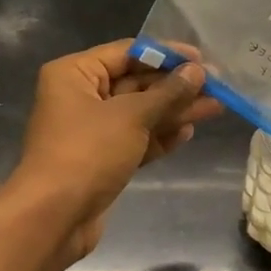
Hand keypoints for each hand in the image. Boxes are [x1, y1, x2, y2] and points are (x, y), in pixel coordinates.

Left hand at [6, 39, 221, 260]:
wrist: (54, 218)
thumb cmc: (87, 152)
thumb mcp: (131, 116)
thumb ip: (168, 93)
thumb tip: (197, 72)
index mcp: (75, 74)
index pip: (127, 52)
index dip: (166, 54)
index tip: (202, 59)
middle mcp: (81, 96)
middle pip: (136, 82)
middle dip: (176, 85)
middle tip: (217, 85)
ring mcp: (92, 130)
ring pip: (140, 112)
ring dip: (175, 110)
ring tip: (216, 107)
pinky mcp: (103, 158)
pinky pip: (136, 138)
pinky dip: (160, 135)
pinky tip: (188, 131)